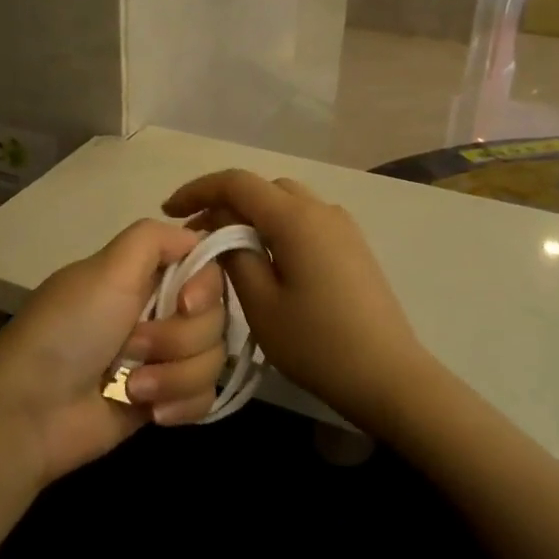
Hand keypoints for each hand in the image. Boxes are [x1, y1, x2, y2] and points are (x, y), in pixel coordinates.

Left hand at [0, 220, 228, 485]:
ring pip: (213, 359)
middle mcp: (159, 311)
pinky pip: (205, 398)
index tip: (185, 303)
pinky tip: (150, 412)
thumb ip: (154, 238)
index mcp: (145, 275)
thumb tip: (196, 236)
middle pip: (216, 318)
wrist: (30, 412)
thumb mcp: (107, 268)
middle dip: (178, 339)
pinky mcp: (165, 399)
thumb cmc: (69, 331)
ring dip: (173, 376)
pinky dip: (179, 404)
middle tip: (132, 347)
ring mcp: (164, 358)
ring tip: (132, 387)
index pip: (208, 269)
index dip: (206, 288)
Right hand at [163, 171, 430, 433]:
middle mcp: (321, 209)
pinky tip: (265, 260)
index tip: (169, 211)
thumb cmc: (317, 343)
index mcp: (296, 218)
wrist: (389, 376)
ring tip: (226, 249)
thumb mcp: (261, 304)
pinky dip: (276, 228)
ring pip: (285, 203)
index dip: (198, 191)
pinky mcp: (352, 247)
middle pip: (262, 189)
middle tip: (195, 237)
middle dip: (224, 204)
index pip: (237, 183)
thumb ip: (234, 258)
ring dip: (251, 216)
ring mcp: (342, 227)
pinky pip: (305, 222)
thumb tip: (221, 233)